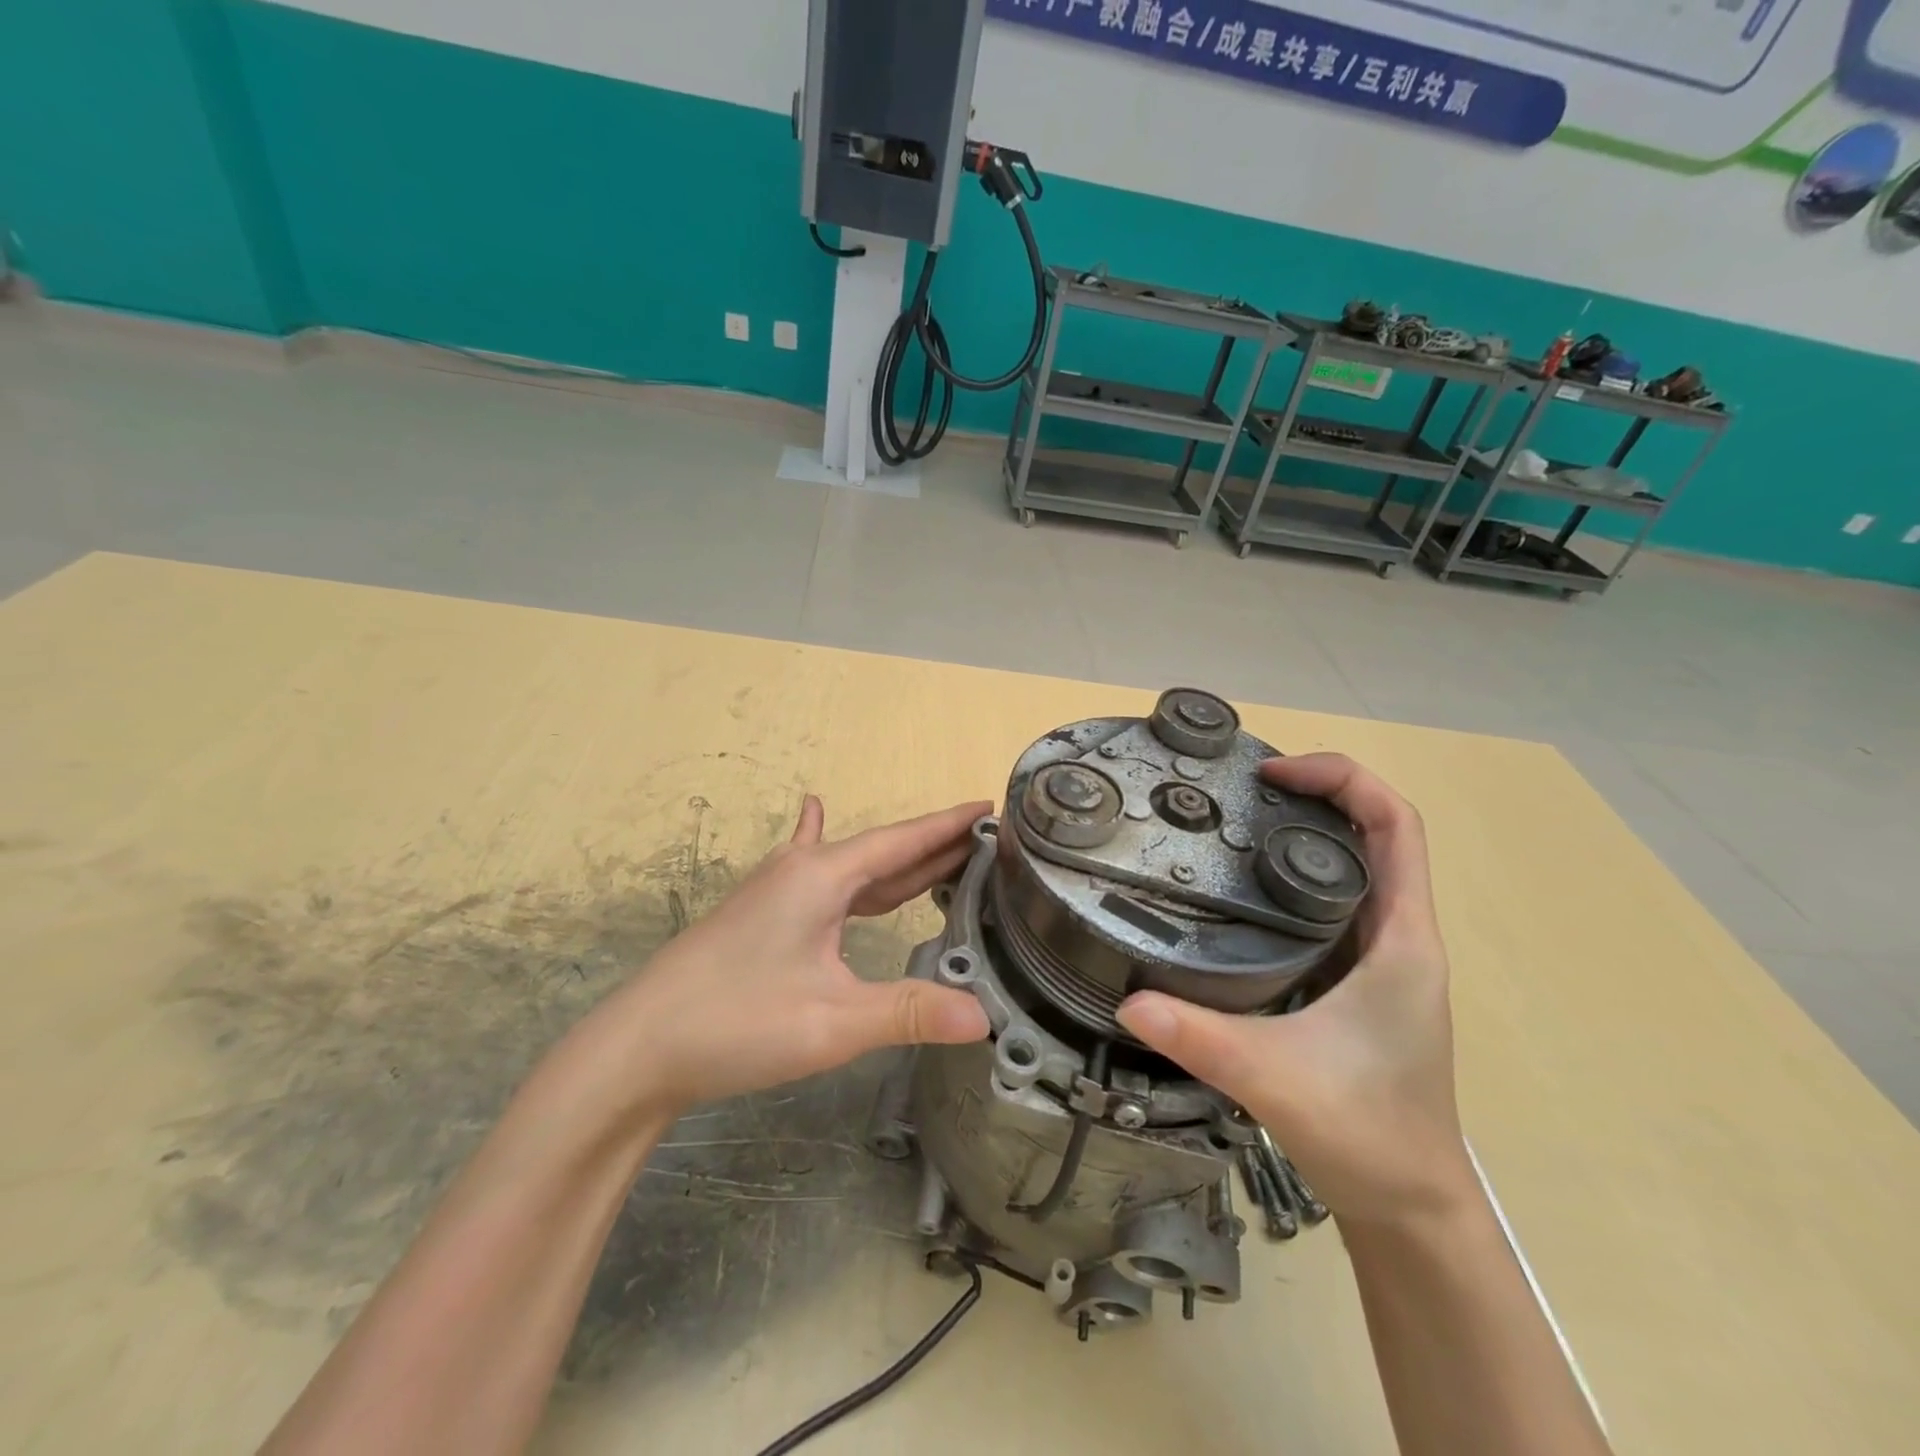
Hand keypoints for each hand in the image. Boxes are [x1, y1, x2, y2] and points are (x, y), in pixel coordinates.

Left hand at [599, 796, 992, 1110]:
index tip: (989, 807)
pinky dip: (835, 856)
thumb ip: (910, 1013)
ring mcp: (777, 892)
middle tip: (984, 841)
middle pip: (881, 851)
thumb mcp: (833, 1022)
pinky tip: (813, 815)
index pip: (901, 841)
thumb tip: (985, 1017)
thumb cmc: (736, 1022)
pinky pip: (816, 877)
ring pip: (853, 868)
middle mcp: (802, 872)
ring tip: (942, 856)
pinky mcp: (762, 916)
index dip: (948, 826)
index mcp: (823, 877)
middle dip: (933, 846)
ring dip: (897, 863)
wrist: (637, 1047)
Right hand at [1116, 754, 1473, 1225]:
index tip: (1273, 772)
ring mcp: (1378, 958)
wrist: (1409, 1205)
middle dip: (1314, 792)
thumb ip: (1202, 1039)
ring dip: (1304, 831)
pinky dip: (1293, 875)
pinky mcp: (1355, 979)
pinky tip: (1237, 889)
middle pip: (1372, 832)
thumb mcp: (1276, 1079)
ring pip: (1352, 867)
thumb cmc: (1367, 1134)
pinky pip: (1331, 903)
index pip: (1396, 825)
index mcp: (1402, 938)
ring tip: (1231, 821)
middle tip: (1237, 787)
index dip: (1343, 778)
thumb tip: (1128, 1000)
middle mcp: (1397, 935)